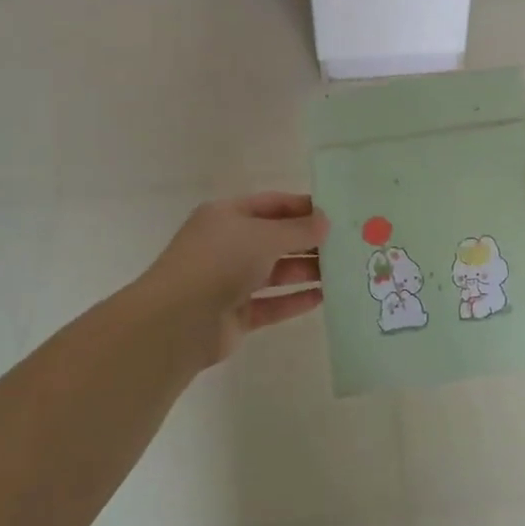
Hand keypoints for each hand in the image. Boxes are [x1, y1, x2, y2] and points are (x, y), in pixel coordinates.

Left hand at [136, 193, 328, 364]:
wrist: (178, 320)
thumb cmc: (220, 262)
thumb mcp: (264, 236)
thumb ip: (298, 230)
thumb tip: (325, 222)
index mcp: (226, 216)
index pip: (271, 204)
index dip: (302, 207)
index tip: (335, 214)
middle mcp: (227, 245)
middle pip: (274, 239)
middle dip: (308, 242)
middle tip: (346, 244)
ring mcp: (229, 281)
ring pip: (274, 272)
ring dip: (305, 271)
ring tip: (342, 271)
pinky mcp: (235, 314)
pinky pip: (271, 303)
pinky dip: (294, 300)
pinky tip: (323, 298)